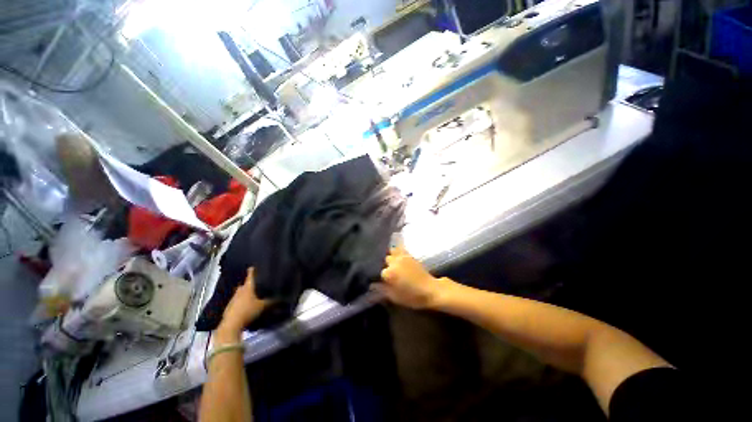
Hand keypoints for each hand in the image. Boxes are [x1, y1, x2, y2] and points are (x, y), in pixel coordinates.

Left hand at [217, 268, 268, 340]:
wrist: (231, 325)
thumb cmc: (249, 310)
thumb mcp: (264, 305)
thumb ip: (273, 300)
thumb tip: (283, 296)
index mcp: (248, 286)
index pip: (250, 274)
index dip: (253, 269)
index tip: (256, 266)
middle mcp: (240, 289)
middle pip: (245, 283)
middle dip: (251, 283)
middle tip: (258, 283)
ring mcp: (233, 298)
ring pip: (241, 292)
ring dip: (246, 292)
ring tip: (253, 294)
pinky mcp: (229, 306)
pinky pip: (237, 300)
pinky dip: (242, 300)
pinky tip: (247, 305)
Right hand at [373, 246, 447, 308]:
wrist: (430, 290)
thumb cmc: (412, 296)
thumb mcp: (395, 297)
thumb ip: (382, 290)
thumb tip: (372, 285)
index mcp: (389, 273)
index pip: (380, 271)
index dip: (382, 277)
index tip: (384, 281)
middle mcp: (394, 262)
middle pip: (385, 260)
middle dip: (386, 265)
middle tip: (389, 272)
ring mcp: (402, 257)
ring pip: (391, 252)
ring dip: (391, 257)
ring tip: (392, 263)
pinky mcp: (409, 255)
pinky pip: (400, 248)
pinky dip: (397, 250)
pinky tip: (396, 254)